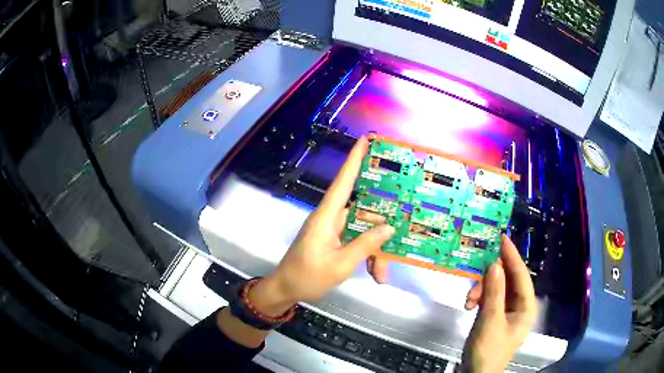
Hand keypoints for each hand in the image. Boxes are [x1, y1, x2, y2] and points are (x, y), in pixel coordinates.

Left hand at [248, 137, 395, 316]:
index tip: (366, 140)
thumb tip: (388, 227)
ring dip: (374, 250)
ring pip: (363, 230)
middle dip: (381, 227)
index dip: (354, 159)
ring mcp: (333, 230)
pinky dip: (367, 255)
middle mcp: (331, 218)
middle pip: (363, 211)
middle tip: (402, 229)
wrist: (287, 289)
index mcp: (327, 217)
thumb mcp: (340, 265)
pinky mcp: (335, 240)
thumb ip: (365, 245)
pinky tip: (375, 273)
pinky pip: (357, 241)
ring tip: (381, 273)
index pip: (342, 182)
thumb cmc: (308, 276)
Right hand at [461, 234, 536, 371]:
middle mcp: (519, 306)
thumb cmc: (488, 350)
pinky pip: (489, 298)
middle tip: (477, 269)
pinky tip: (469, 305)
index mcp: (526, 307)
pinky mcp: (494, 316)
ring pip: (496, 288)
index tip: (501, 238)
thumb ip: (494, 292)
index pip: (521, 275)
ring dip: (481, 290)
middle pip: (508, 280)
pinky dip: (479, 298)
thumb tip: (494, 264)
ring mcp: (506, 311)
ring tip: (469, 300)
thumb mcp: (491, 321)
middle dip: (491, 277)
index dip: (512, 256)